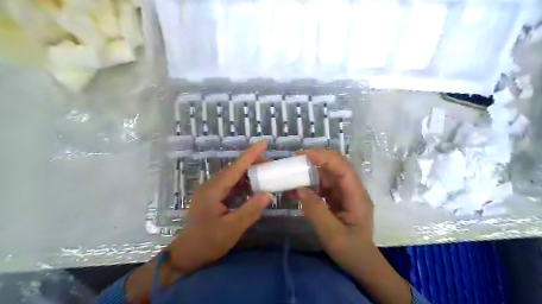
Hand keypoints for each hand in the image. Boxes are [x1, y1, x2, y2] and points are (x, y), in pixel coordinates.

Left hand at [169, 141, 272, 273]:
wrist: (187, 254)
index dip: (251, 154)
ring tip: (267, 174)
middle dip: (253, 163)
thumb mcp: (232, 229)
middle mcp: (212, 185)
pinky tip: (254, 187)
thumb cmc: (208, 242)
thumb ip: (250, 210)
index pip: (236, 167)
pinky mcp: (214, 197)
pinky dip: (244, 183)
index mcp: (214, 190)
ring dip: (250, 173)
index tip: (264, 142)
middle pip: (235, 168)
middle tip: (272, 165)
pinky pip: (231, 185)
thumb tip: (268, 194)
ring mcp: (212, 191)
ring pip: (233, 176)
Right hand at [296, 149, 372, 257]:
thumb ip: (316, 210)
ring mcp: (344, 194)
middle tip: (294, 160)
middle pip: (335, 167)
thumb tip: (299, 189)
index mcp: (356, 196)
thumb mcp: (332, 234)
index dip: (324, 158)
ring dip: (309, 174)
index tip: (304, 155)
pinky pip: (322, 187)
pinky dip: (308, 186)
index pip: (342, 168)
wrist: (361, 265)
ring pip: (327, 176)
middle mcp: (352, 190)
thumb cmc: (351, 251)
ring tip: (291, 176)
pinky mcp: (336, 200)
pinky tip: (295, 191)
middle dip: (315, 160)